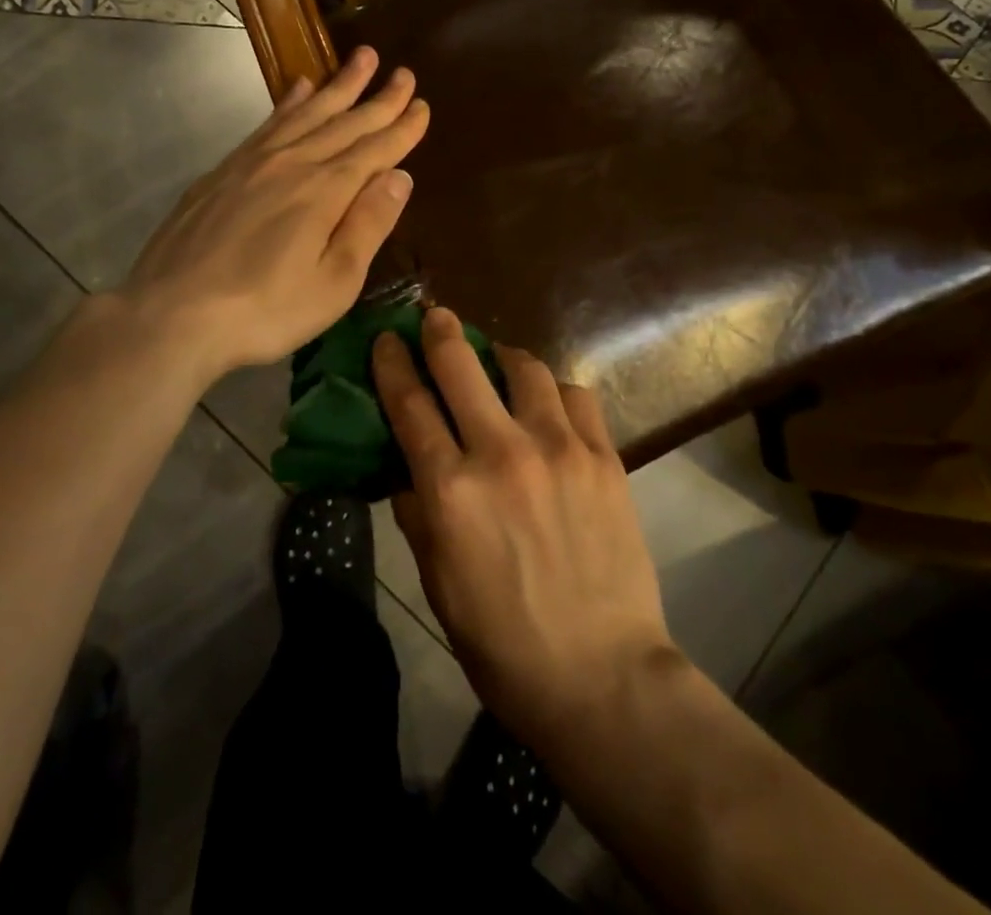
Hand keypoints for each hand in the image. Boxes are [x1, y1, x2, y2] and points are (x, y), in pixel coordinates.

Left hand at [110, 46, 428, 385]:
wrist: (172, 314)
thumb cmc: (265, 310)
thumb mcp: (334, 282)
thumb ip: (369, 225)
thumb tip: (400, 176)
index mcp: (325, 191)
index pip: (375, 150)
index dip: (402, 128)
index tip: (422, 104)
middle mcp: (293, 162)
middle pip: (344, 122)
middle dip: (379, 98)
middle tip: (404, 72)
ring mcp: (253, 162)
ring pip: (306, 112)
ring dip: (338, 85)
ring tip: (362, 58)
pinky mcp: (223, 171)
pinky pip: (268, 122)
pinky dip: (289, 102)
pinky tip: (299, 87)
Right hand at [374, 309, 674, 747]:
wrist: (600, 675)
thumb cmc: (501, 641)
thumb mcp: (436, 581)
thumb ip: (417, 511)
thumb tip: (407, 464)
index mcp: (450, 489)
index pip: (409, 403)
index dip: (392, 362)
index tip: (387, 338)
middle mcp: (501, 452)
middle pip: (461, 364)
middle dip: (441, 330)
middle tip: (436, 316)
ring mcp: (559, 448)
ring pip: (525, 366)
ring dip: (502, 356)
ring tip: (498, 362)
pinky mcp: (603, 455)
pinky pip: (575, 394)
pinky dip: (554, 390)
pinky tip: (549, 404)